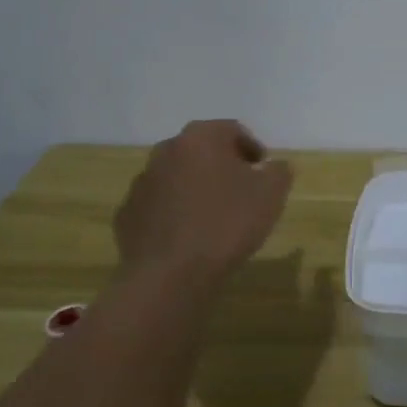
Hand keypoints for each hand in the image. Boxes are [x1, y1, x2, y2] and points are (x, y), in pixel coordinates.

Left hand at [114, 120, 292, 285]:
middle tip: (241, 191)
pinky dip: (174, 212)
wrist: (170, 275)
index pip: (232, 130)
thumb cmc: (226, 224)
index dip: (252, 148)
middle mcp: (166, 150)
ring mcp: (141, 182)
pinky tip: (188, 236)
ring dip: (196, 188)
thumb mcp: (271, 194)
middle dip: (222, 166)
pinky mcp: (127, 214)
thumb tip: (273, 166)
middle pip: (201, 150)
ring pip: (177, 176)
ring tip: (214, 216)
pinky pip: (158, 205)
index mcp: (200, 138)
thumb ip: (278, 171)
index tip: (263, 170)